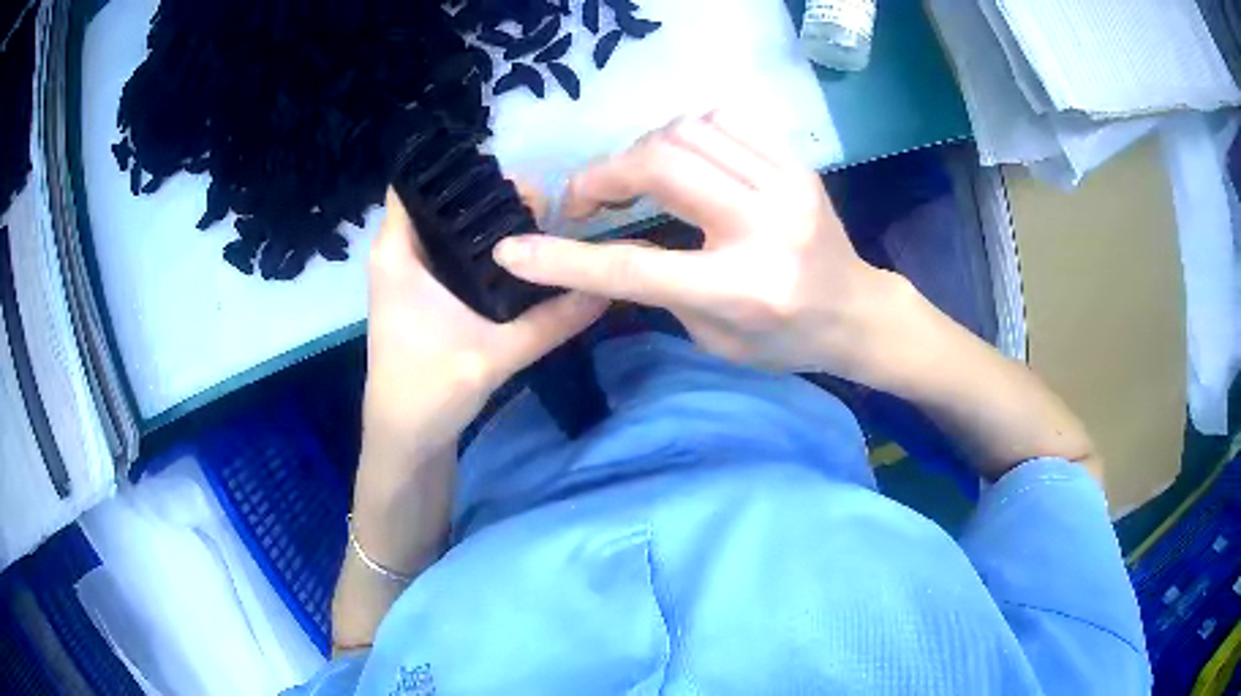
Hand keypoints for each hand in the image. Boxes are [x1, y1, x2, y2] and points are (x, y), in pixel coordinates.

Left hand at [363, 189, 607, 464]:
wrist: (405, 440)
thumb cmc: (429, 392)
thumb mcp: (496, 354)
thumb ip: (552, 321)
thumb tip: (605, 288)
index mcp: (398, 253)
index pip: (416, 182)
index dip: (458, 169)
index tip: (509, 175)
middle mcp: (398, 253)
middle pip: (442, 200)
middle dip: (489, 196)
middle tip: (542, 205)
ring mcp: (410, 274)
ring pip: (450, 227)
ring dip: (489, 223)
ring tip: (539, 222)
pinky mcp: (423, 293)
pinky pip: (453, 252)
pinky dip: (483, 248)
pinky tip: (520, 255)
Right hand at [493, 111, 900, 378]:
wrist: (856, 311)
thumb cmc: (784, 341)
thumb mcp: (712, 336)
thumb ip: (658, 287)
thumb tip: (603, 246)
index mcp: (744, 290)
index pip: (638, 267)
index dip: (566, 258)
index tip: (514, 250)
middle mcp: (766, 227)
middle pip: (660, 168)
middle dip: (603, 176)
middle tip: (585, 200)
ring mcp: (787, 185)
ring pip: (686, 132)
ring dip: (641, 151)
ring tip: (633, 179)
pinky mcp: (796, 163)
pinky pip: (722, 120)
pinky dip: (683, 132)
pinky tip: (679, 157)